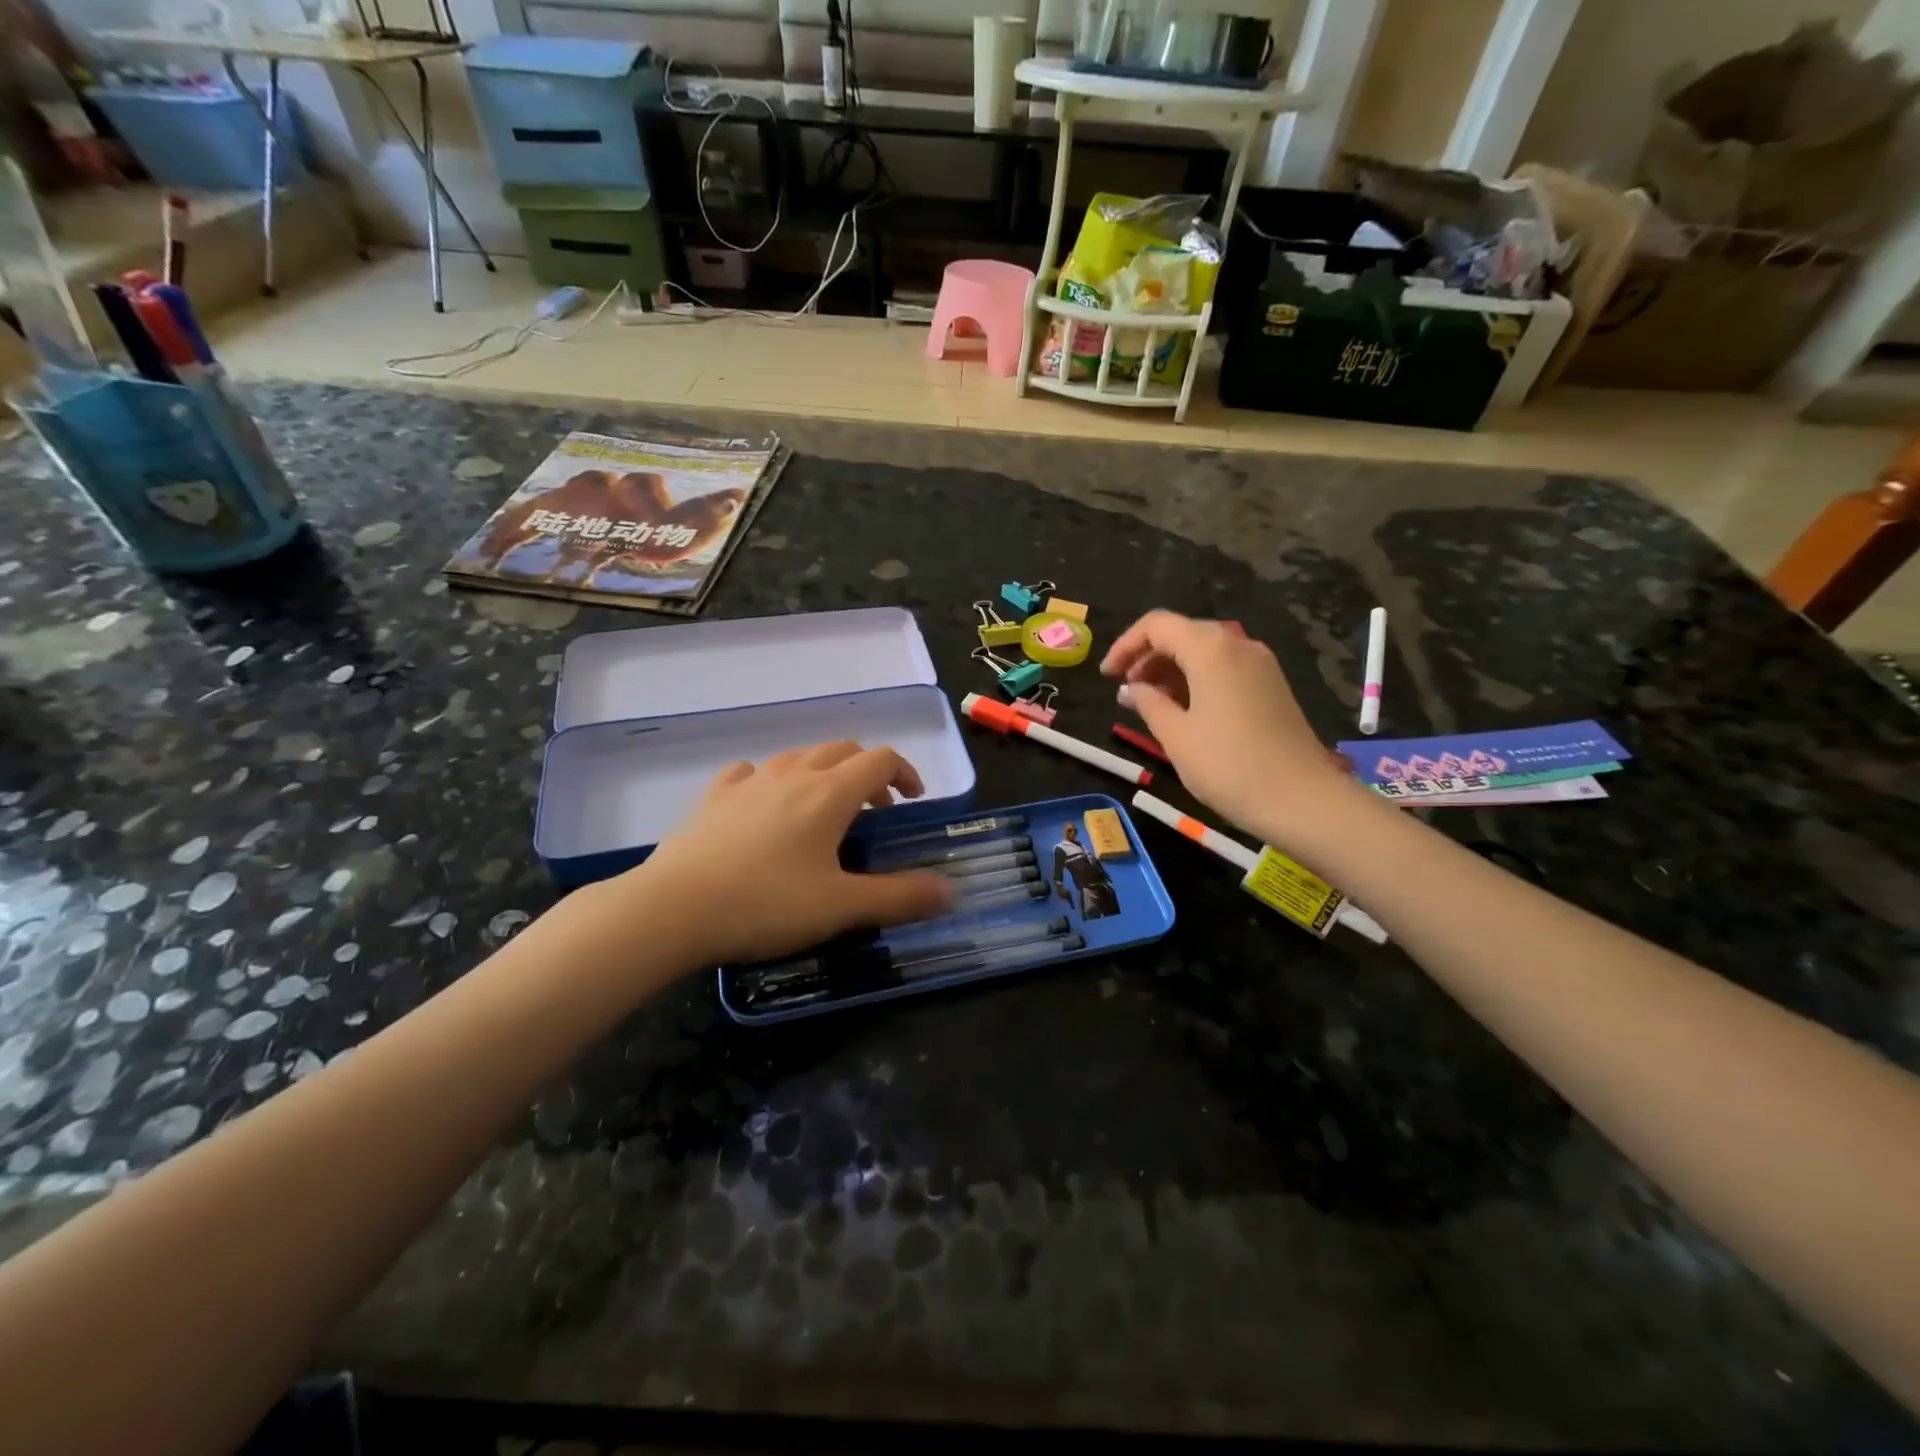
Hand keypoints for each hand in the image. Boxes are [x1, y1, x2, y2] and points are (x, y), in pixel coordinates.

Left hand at [631, 741, 953, 966]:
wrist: (673, 908)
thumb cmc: (766, 904)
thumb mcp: (841, 906)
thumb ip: (900, 897)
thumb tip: (951, 891)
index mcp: (830, 793)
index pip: (881, 759)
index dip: (906, 772)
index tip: (913, 801)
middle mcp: (793, 774)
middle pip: (842, 750)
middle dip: (867, 771)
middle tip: (874, 810)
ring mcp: (749, 781)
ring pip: (798, 756)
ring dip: (823, 772)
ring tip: (825, 809)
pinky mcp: (713, 797)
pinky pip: (750, 772)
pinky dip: (770, 780)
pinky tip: (764, 804)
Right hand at [1102, 611, 1367, 851]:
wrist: (1303, 800)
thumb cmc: (1229, 766)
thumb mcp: (1176, 736)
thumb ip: (1147, 703)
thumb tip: (1130, 689)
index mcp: (1210, 649)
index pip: (1157, 625)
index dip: (1125, 645)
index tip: (1107, 677)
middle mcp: (1238, 644)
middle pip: (1182, 633)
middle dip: (1148, 656)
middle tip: (1126, 691)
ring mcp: (1260, 664)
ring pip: (1205, 651)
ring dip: (1171, 669)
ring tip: (1149, 703)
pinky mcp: (1271, 686)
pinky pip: (1225, 668)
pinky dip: (1196, 679)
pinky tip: (1184, 710)